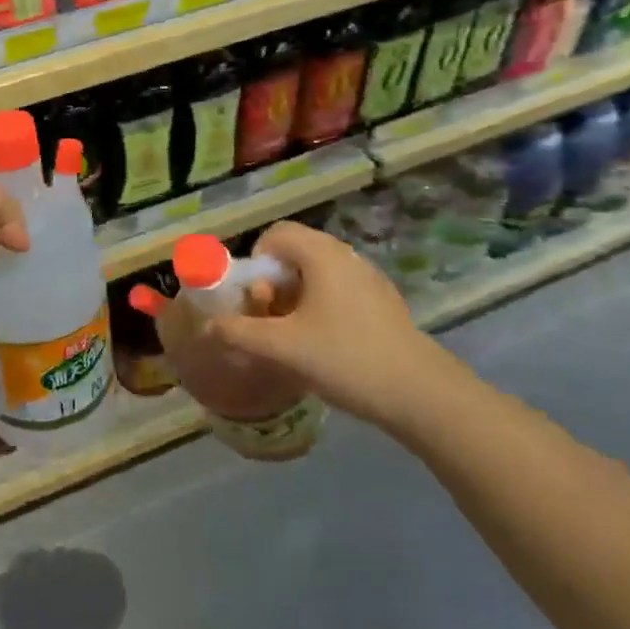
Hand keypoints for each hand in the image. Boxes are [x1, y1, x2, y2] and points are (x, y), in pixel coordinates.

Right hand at [199, 220, 454, 432]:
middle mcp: (346, 255)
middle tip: (270, 318)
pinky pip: (339, 290)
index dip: (255, 262)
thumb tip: (209, 327)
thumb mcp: (283, 348)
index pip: (276, 234)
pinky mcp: (384, 301)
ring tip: (294, 336)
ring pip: (318, 274)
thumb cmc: (346, 358)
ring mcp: (369, 278)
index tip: (254, 298)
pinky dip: (321, 307)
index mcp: (322, 254)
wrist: (421, 394)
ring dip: (296, 297)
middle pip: (295, 253)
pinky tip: (326, 345)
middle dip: (273, 283)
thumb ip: (239, 333)